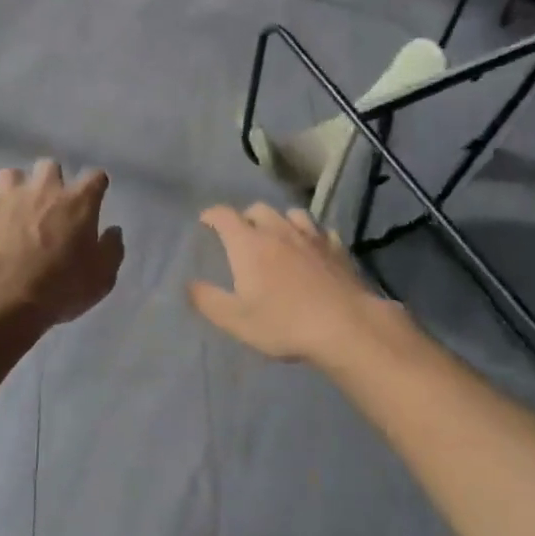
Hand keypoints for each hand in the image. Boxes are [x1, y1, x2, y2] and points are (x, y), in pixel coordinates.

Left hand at [0, 160, 123, 331]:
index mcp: (79, 202)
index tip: (94, 196)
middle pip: (50, 166)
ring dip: (13, 188)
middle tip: (48, 205)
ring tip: (11, 209)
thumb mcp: (101, 278)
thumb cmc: (59, 288)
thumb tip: (113, 231)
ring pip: (11, 174)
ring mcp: (7, 192)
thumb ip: (111, 250)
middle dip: (50, 181)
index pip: (95, 177)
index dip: (95, 185)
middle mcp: (44, 187)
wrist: (2, 295)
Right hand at [189, 203, 395, 362]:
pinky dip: (310, 234)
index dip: (212, 215)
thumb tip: (189, 284)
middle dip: (245, 217)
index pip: (224, 216)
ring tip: (277, 236)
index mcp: (249, 244)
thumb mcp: (236, 320)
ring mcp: (311, 236)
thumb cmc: (284, 324)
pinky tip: (312, 248)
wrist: (345, 326)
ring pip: (292, 214)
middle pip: (258, 209)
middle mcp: (278, 231)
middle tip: (241, 235)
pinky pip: (320, 231)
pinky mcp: (337, 248)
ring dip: (280, 221)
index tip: (205, 221)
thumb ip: (208, 300)